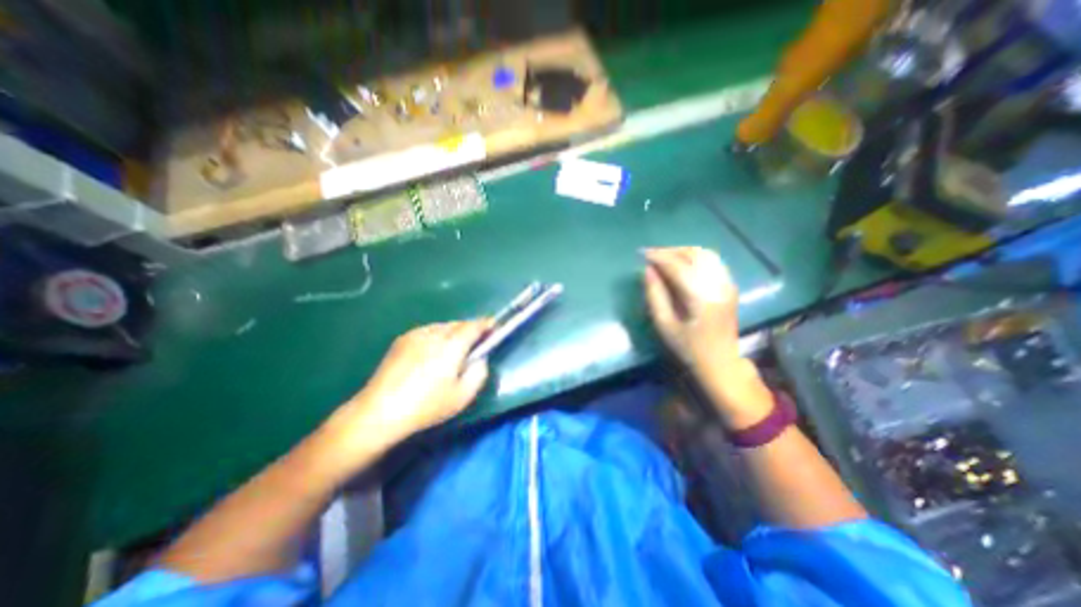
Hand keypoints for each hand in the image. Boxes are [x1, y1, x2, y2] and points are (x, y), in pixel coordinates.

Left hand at [321, 320, 490, 457]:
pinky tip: (432, 353)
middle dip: (470, 330)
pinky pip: (428, 331)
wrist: (380, 410)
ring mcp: (416, 334)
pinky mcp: (402, 339)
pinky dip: (437, 336)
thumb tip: (480, 358)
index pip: (474, 326)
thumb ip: (479, 372)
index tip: (494, 328)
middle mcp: (435, 333)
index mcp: (452, 345)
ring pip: (443, 326)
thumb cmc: (426, 406)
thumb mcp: (463, 396)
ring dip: (454, 333)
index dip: (486, 325)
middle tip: (475, 343)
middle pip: (459, 324)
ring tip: (453, 349)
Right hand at [640, 244, 743, 368]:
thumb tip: (647, 271)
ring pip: (704, 254)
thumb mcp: (665, 325)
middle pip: (694, 255)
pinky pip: (712, 261)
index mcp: (702, 298)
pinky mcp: (729, 285)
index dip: (659, 257)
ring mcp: (727, 284)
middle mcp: (718, 285)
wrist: (721, 362)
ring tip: (663, 257)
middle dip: (670, 251)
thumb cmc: (689, 348)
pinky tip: (681, 263)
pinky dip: (693, 257)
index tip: (642, 254)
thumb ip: (655, 295)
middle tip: (651, 255)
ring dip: (682, 252)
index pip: (678, 266)